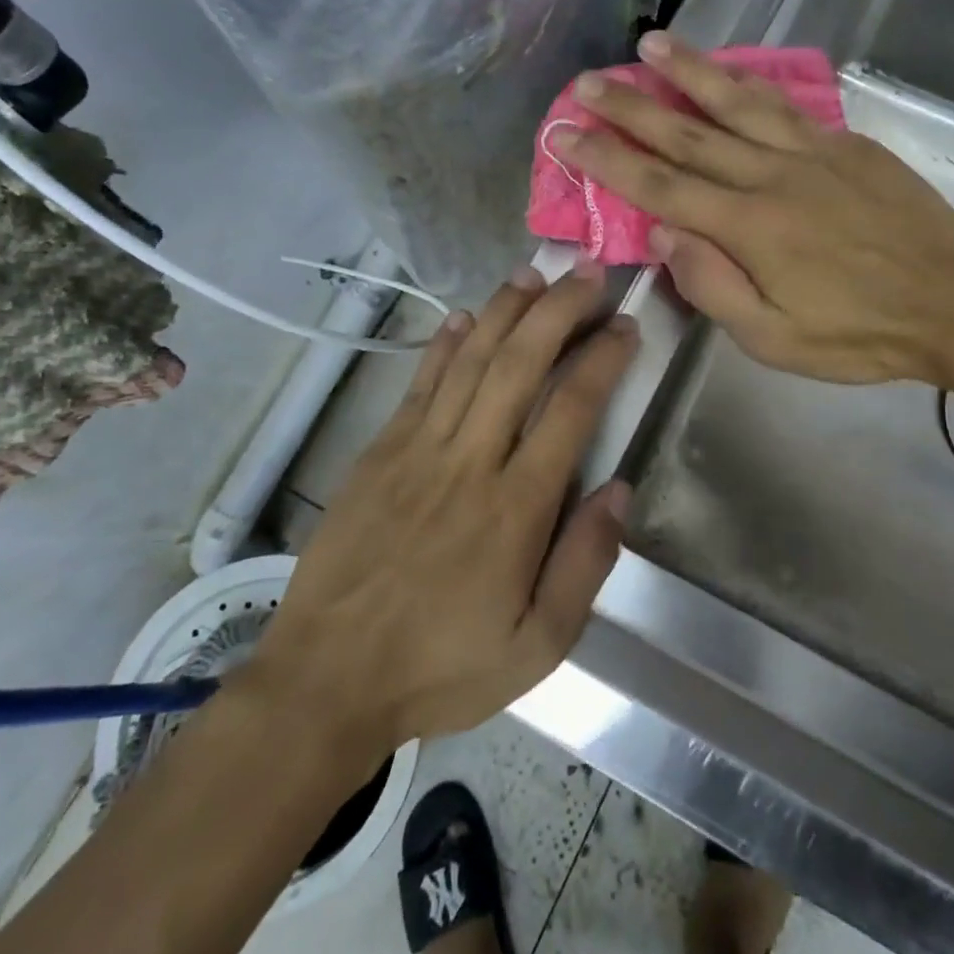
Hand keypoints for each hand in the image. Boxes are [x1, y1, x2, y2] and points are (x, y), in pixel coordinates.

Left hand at [240, 265, 637, 768]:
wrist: (327, 680)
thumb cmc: (442, 666)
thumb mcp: (538, 646)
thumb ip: (585, 564)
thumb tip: (619, 488)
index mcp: (515, 508)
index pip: (570, 409)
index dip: (603, 359)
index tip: (626, 326)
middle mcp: (469, 462)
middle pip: (519, 365)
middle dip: (559, 310)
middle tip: (589, 274)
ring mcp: (417, 450)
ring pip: (469, 360)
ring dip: (506, 311)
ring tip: (536, 274)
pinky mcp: (379, 452)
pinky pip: (419, 384)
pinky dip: (445, 344)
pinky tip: (466, 316)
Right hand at [548, 33, 953, 385]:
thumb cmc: (859, 335)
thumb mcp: (774, 340)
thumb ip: (714, 287)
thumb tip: (665, 236)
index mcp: (748, 227)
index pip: (659, 185)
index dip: (606, 159)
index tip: (564, 133)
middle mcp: (773, 176)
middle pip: (688, 133)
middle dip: (630, 106)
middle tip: (587, 81)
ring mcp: (813, 153)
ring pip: (738, 103)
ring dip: (690, 72)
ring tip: (652, 44)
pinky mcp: (847, 146)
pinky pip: (787, 106)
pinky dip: (750, 83)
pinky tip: (731, 70)